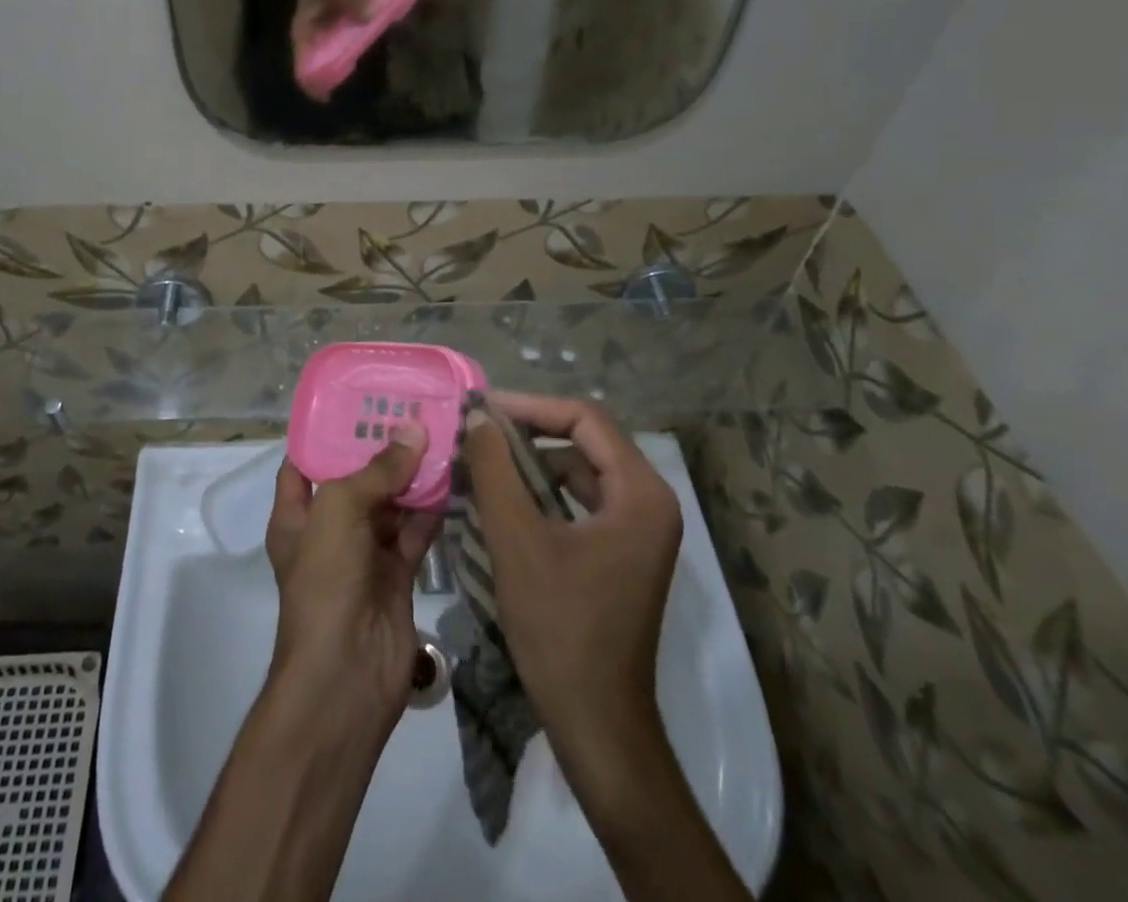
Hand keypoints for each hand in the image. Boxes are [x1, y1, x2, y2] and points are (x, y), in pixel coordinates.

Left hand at [265, 427, 443, 735]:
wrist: (346, 678)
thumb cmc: (325, 583)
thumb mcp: (338, 512)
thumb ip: (376, 470)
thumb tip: (414, 429)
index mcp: (296, 515)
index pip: (306, 461)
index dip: (328, 430)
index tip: (361, 398)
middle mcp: (329, 529)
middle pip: (356, 478)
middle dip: (382, 447)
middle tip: (415, 406)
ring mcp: (363, 553)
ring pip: (391, 502)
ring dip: (413, 474)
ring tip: (441, 431)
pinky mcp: (396, 574)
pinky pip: (415, 531)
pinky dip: (433, 508)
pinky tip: (455, 475)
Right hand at [290, 0, 367, 95]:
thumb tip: (367, 17)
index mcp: (305, 32)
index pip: (303, 65)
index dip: (312, 85)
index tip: (326, 98)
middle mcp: (315, 36)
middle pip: (321, 66)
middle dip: (333, 77)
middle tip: (348, 83)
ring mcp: (328, 31)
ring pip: (336, 55)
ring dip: (347, 62)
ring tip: (360, 68)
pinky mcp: (340, 22)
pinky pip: (349, 40)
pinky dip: (358, 45)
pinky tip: (369, 45)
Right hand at [459, 393, 682, 763]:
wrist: (596, 720)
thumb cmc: (560, 626)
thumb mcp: (516, 539)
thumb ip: (495, 469)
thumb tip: (478, 419)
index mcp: (640, 493)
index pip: (584, 419)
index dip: (531, 406)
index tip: (483, 409)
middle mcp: (650, 501)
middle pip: (585, 441)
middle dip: (529, 433)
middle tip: (478, 432)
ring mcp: (639, 529)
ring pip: (581, 471)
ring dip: (533, 463)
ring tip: (483, 461)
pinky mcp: (623, 551)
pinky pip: (581, 501)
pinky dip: (544, 493)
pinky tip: (505, 498)